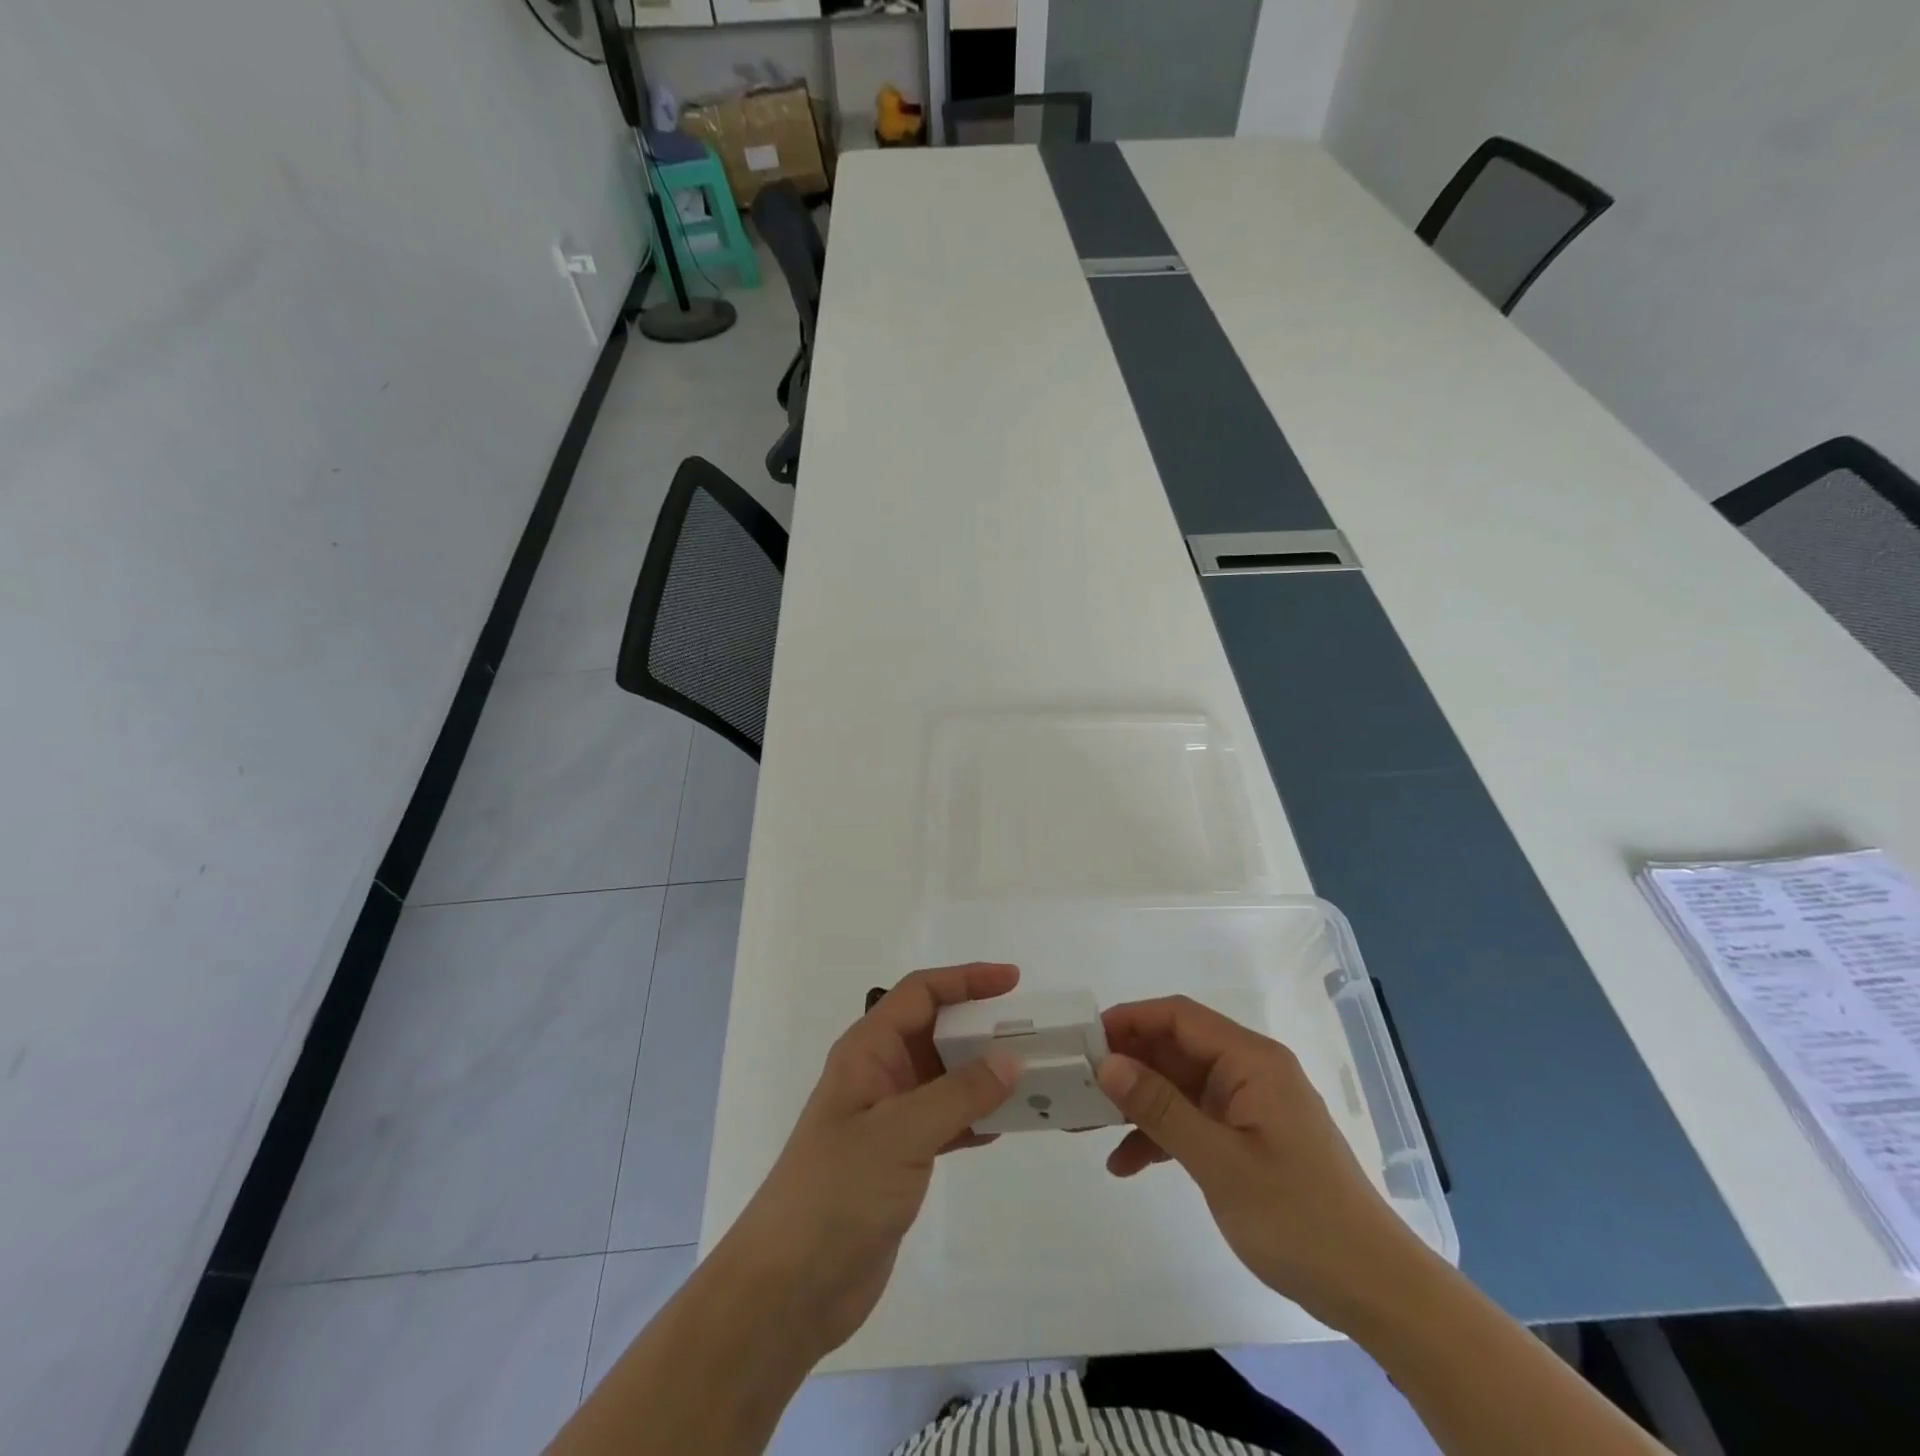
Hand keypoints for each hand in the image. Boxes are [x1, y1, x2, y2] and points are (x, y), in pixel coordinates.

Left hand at [719, 963, 1022, 1360]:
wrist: (790, 1288)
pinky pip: (947, 1120)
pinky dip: (976, 1117)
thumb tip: (1010, 1059)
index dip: (966, 979)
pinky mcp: (899, 1158)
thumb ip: (958, 1094)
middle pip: (936, 1031)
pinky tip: (1008, 1125)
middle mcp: (879, 1074)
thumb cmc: (837, 1191)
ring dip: (984, 1074)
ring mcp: (889, 1117)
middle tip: (1033, 1034)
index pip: (921, 994)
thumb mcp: (900, 1133)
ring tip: (1033, 1077)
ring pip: (945, 1077)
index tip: (1013, 981)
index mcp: (867, 1050)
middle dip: (981, 1027)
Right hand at [1097, 995, 1430, 1330]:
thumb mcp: (1220, 1162)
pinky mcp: (1246, 1138)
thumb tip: (1107, 1062)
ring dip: (1137, 1103)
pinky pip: (1192, 1121)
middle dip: (1127, 1064)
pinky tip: (1125, 1164)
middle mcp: (1248, 1072)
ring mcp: (1247, 1106)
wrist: (1374, 1291)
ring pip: (1178, 1086)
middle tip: (1076, 1083)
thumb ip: (1161, 1108)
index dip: (1130, 1019)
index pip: (1180, 1017)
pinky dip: (1159, 1136)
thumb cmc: (1299, 1217)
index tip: (1085, 1039)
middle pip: (1175, 1049)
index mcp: (1251, 1061)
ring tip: (1087, 1124)